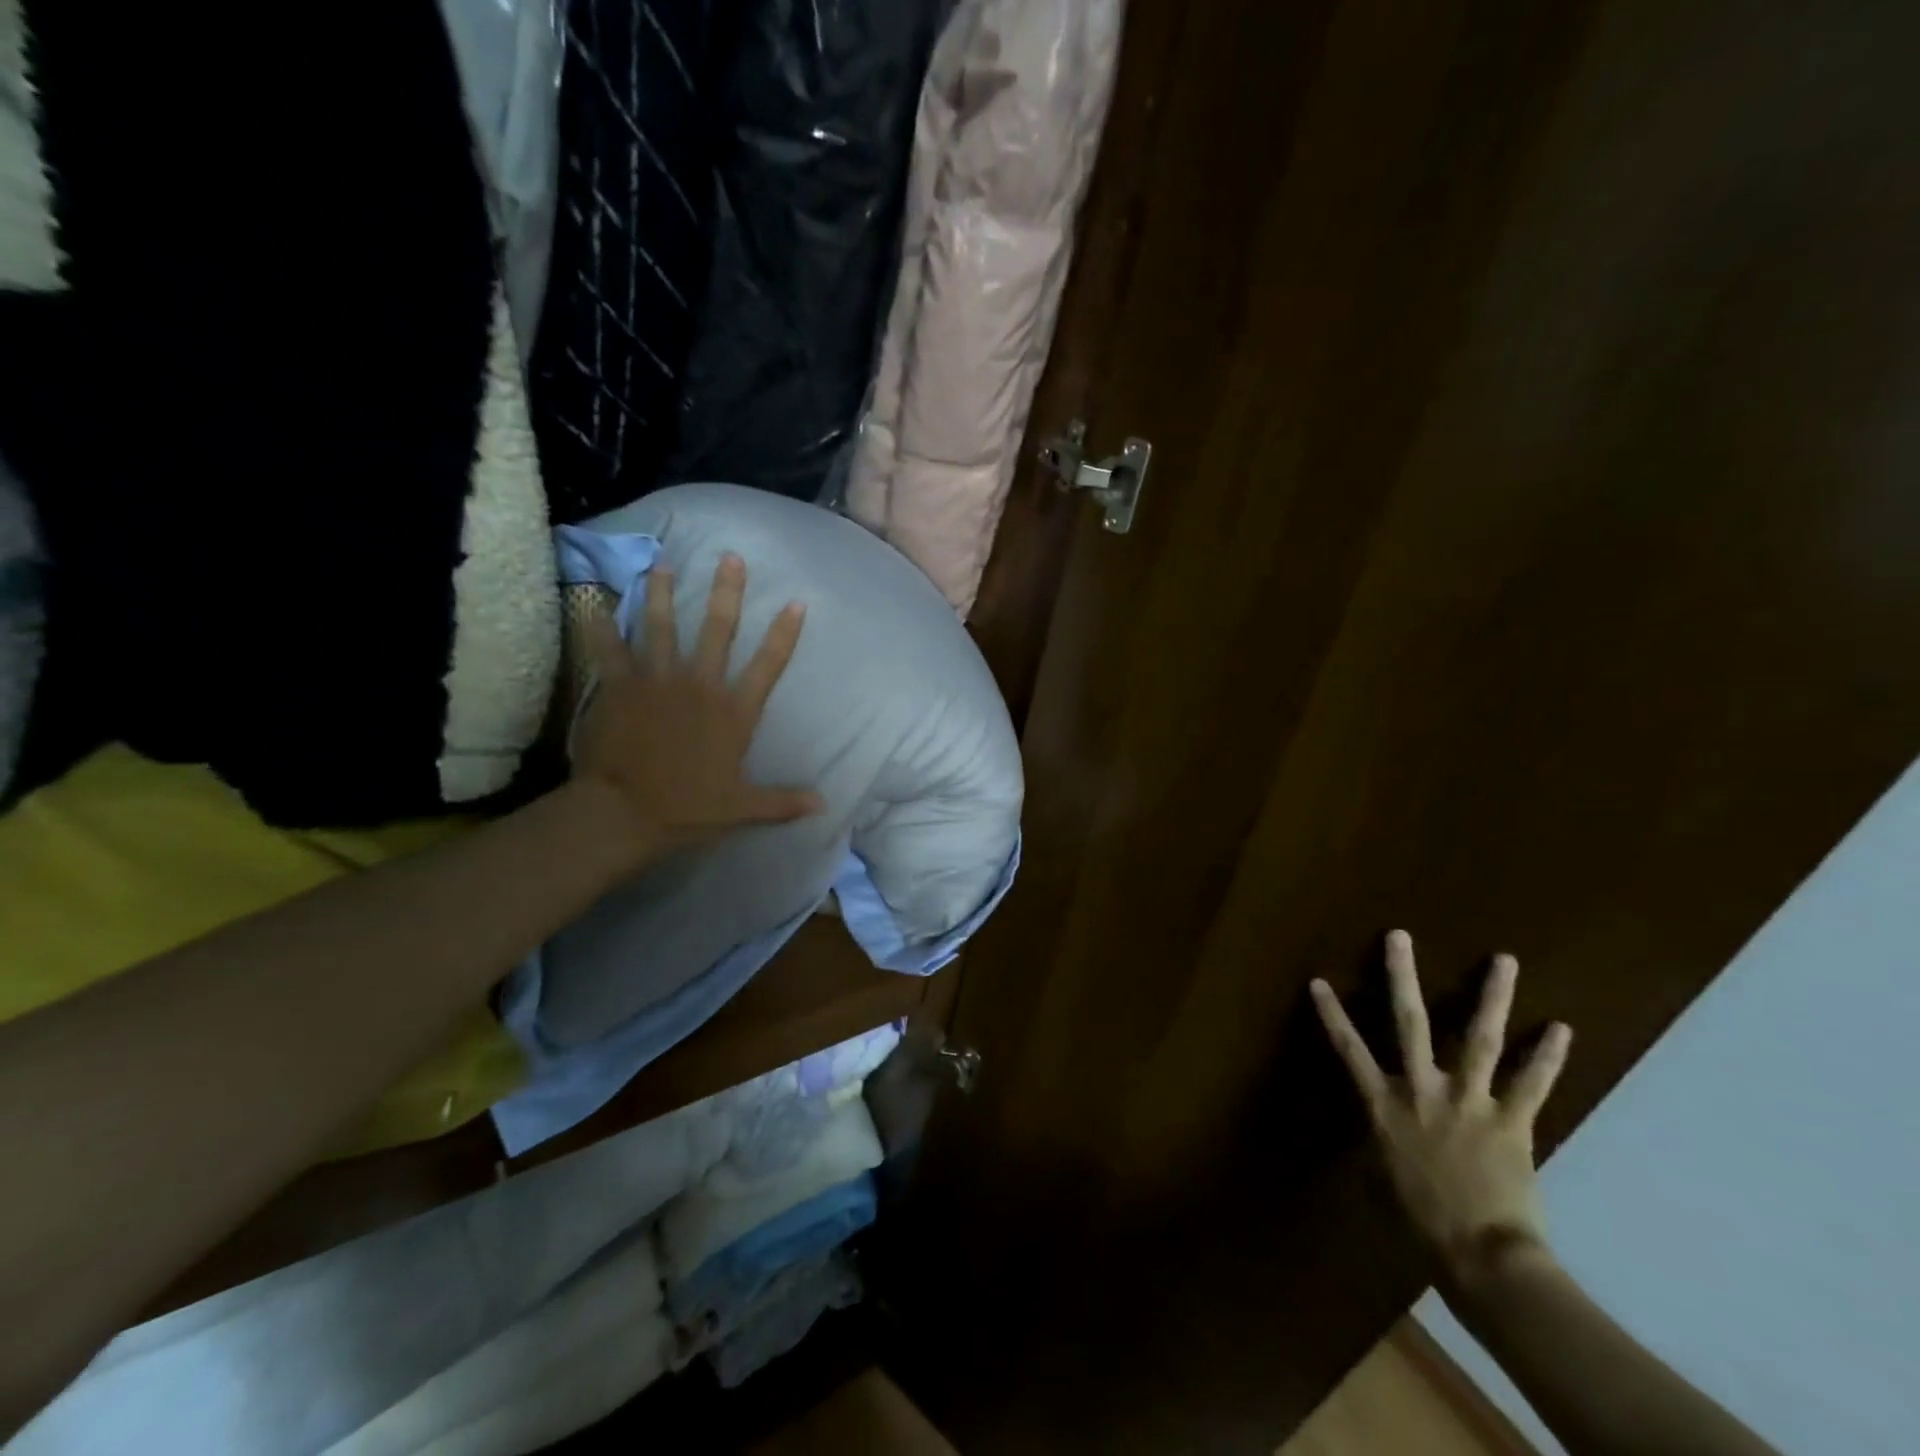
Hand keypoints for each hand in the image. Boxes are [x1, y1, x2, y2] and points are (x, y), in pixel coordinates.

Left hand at [572, 554, 822, 861]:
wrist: (624, 812)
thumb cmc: (688, 809)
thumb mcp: (743, 809)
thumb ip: (784, 802)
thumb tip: (824, 804)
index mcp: (734, 712)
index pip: (768, 665)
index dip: (784, 632)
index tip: (795, 602)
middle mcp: (700, 685)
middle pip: (718, 630)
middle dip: (726, 592)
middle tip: (731, 557)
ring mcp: (658, 681)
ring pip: (662, 627)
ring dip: (664, 594)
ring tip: (664, 564)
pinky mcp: (620, 686)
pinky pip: (610, 648)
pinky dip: (603, 624)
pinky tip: (596, 600)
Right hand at [1310, 930, 1572, 1287]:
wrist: (1481, 1257)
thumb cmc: (1421, 1221)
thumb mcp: (1384, 1178)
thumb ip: (1383, 1143)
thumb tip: (1384, 1131)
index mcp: (1384, 1105)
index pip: (1350, 1050)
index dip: (1333, 1014)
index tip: (1319, 981)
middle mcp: (1422, 1089)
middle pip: (1410, 1022)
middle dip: (1402, 976)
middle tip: (1398, 936)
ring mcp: (1469, 1100)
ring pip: (1478, 1038)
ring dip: (1493, 997)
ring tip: (1504, 960)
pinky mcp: (1512, 1121)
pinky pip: (1531, 1083)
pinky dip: (1547, 1057)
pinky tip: (1562, 1029)